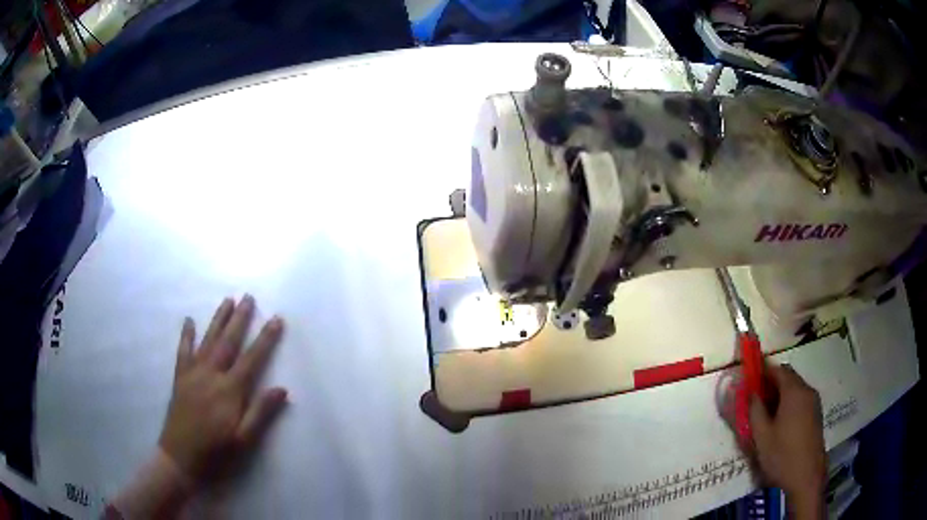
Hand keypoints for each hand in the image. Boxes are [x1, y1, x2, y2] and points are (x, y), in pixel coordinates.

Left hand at [159, 296, 287, 482]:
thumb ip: (261, 413)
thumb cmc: (216, 452)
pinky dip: (186, 335)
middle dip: (240, 319)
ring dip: (218, 319)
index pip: (252, 359)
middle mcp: (211, 375)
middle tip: (249, 297)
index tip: (276, 319)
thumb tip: (282, 389)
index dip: (265, 338)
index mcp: (229, 391)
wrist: (180, 458)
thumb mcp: (244, 440)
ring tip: (227, 300)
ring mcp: (193, 374)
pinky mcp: (180, 378)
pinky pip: (183, 351)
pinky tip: (189, 321)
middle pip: (228, 342)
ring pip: (207, 340)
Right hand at [748, 364, 825, 518]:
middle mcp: (807, 391)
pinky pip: (801, 400)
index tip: (749, 378)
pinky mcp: (816, 414)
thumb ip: (754, 410)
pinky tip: (779, 422)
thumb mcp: (761, 436)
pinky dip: (789, 403)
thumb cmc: (782, 455)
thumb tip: (748, 392)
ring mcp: (814, 402)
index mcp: (794, 391)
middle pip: (788, 377)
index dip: (763, 370)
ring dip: (780, 394)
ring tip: (765, 412)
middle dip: (771, 383)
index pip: (778, 370)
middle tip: (755, 397)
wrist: (806, 477)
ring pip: (795, 389)